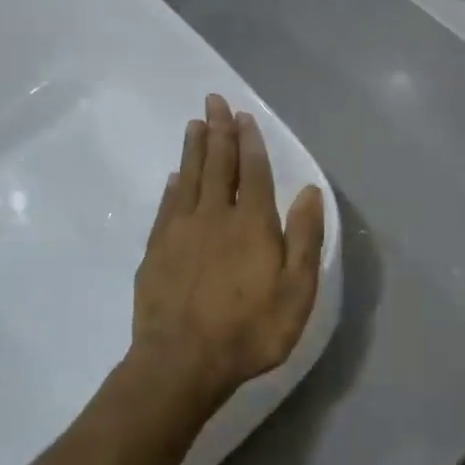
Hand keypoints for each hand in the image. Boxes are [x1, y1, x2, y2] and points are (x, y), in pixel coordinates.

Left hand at [131, 95, 325, 407]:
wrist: (182, 363)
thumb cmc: (251, 329)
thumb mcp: (297, 289)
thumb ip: (304, 237)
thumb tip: (308, 191)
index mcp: (252, 223)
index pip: (252, 171)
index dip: (249, 141)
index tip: (242, 115)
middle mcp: (214, 216)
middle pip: (217, 165)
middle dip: (218, 131)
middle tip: (213, 101)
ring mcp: (180, 232)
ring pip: (188, 178)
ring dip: (193, 149)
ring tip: (194, 124)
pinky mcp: (156, 251)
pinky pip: (166, 206)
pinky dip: (173, 185)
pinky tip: (175, 176)